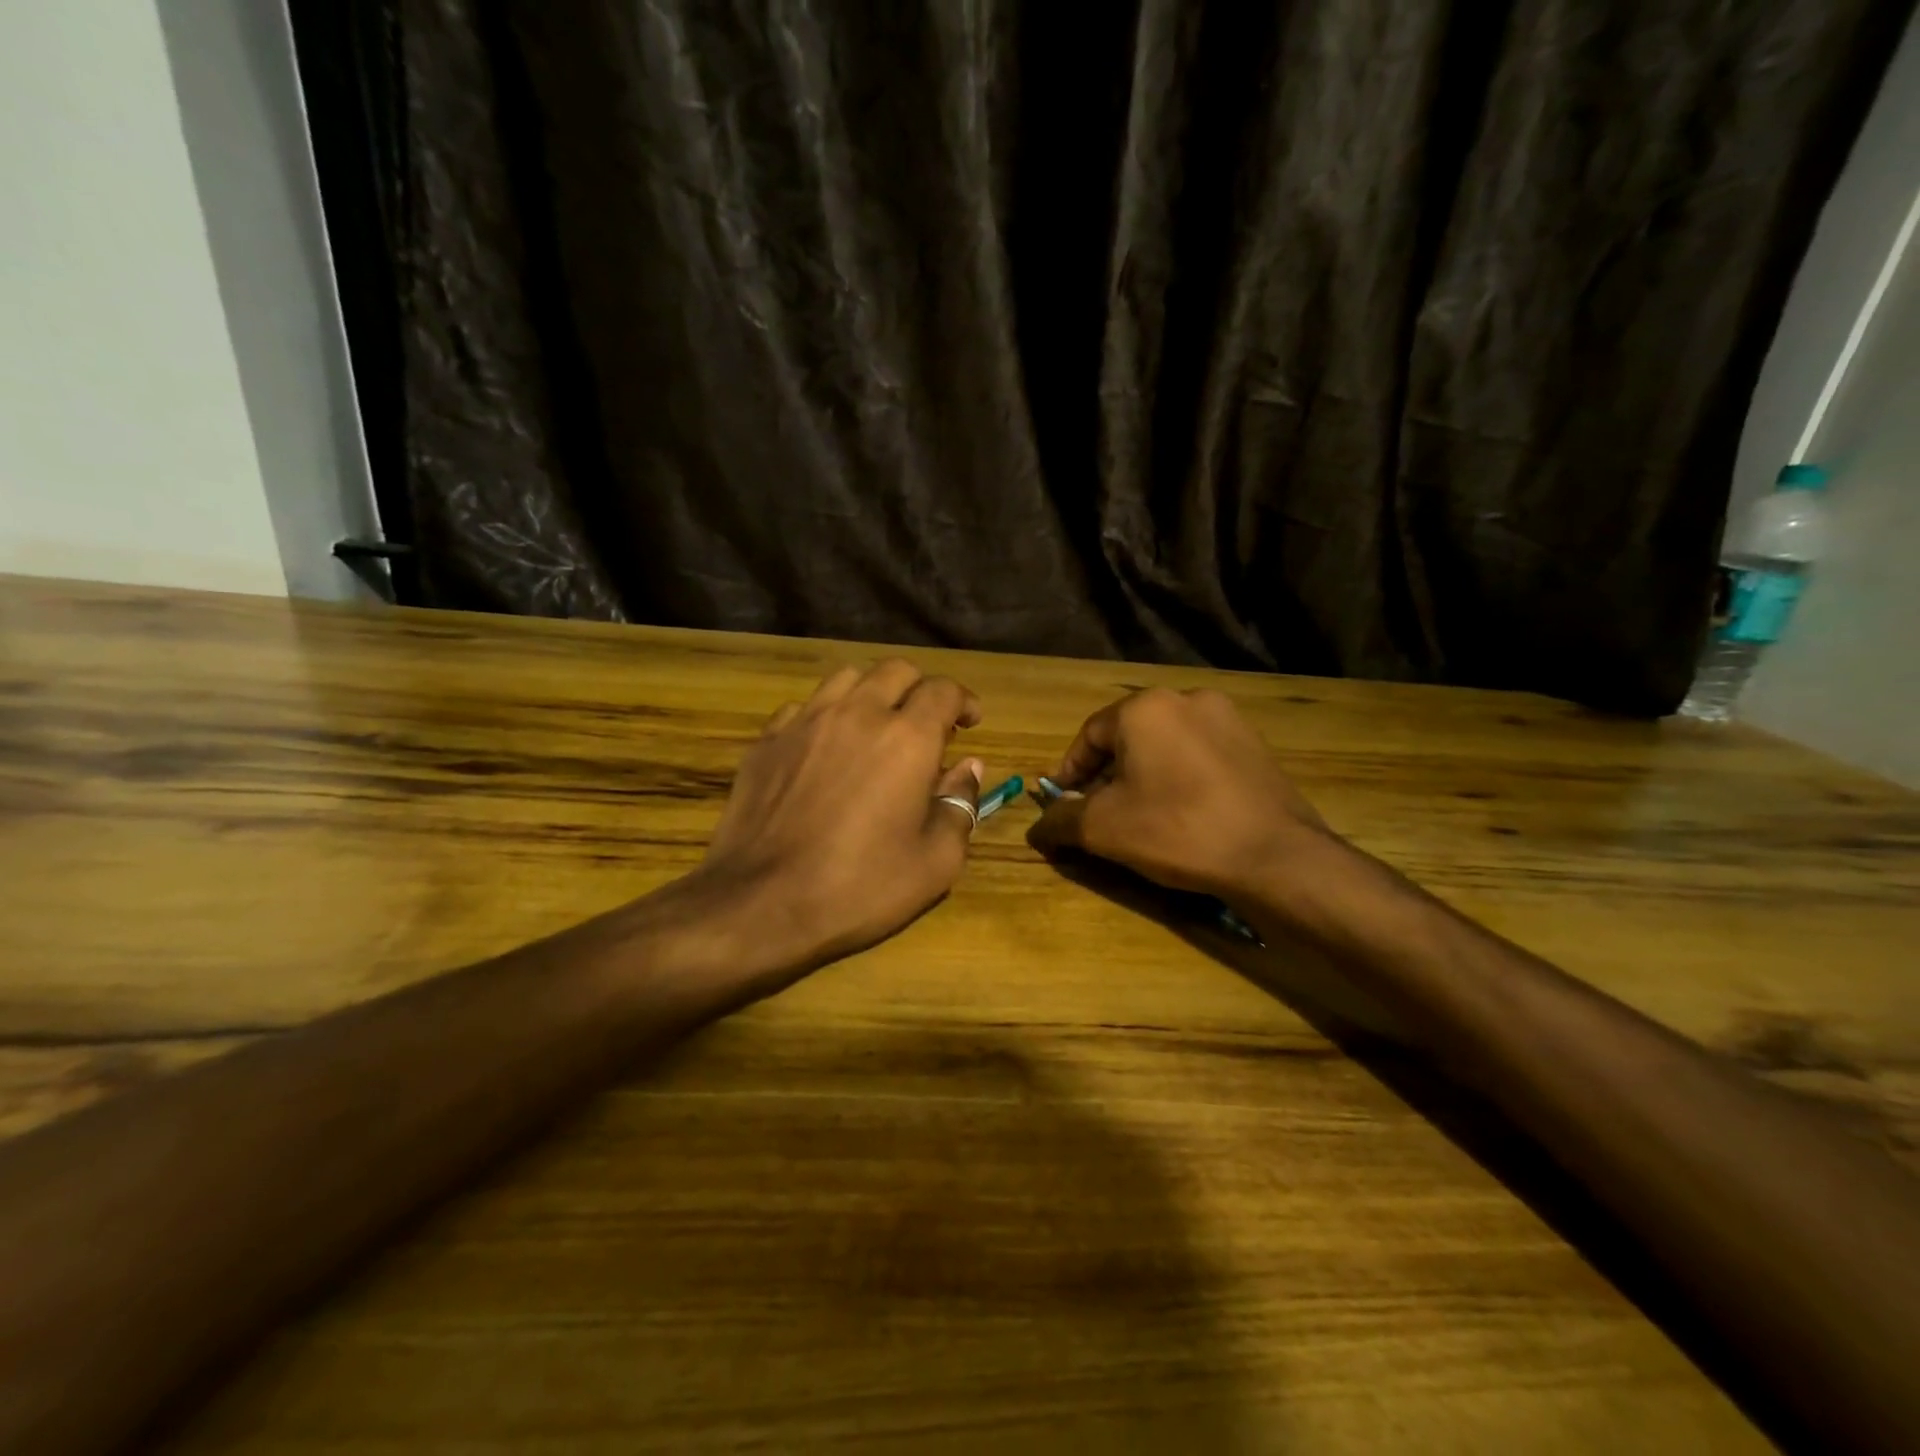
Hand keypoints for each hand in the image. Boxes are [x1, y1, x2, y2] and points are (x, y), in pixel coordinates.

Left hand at [692, 659, 985, 975]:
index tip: (970, 722)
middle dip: (920, 689)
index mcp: (907, 738)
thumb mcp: (935, 862)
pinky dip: (827, 716)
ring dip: (873, 692)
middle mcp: (857, 713)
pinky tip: (826, 749)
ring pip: (847, 678)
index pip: (943, 690)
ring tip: (877, 726)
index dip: (964, 701)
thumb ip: (960, 804)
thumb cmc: (859, 888)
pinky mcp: (767, 739)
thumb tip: (968, 767)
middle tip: (927, 724)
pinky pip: (804, 707)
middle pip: (896, 670)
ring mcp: (805, 721)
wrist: (760, 904)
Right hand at [1029, 687, 1332, 898]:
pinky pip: (1198, 755)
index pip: (1088, 736)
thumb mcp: (1103, 828)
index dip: (1069, 773)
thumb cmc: (1177, 830)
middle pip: (1127, 738)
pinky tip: (1183, 813)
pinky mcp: (1254, 744)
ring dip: (1143, 776)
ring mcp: (1227, 718)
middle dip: (1107, 775)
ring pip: (1164, 746)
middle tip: (1098, 814)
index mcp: (1144, 708)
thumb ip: (1061, 819)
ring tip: (1140, 816)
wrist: (1276, 856)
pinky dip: (1179, 778)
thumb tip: (1037, 826)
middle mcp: (1186, 698)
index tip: (1061, 804)